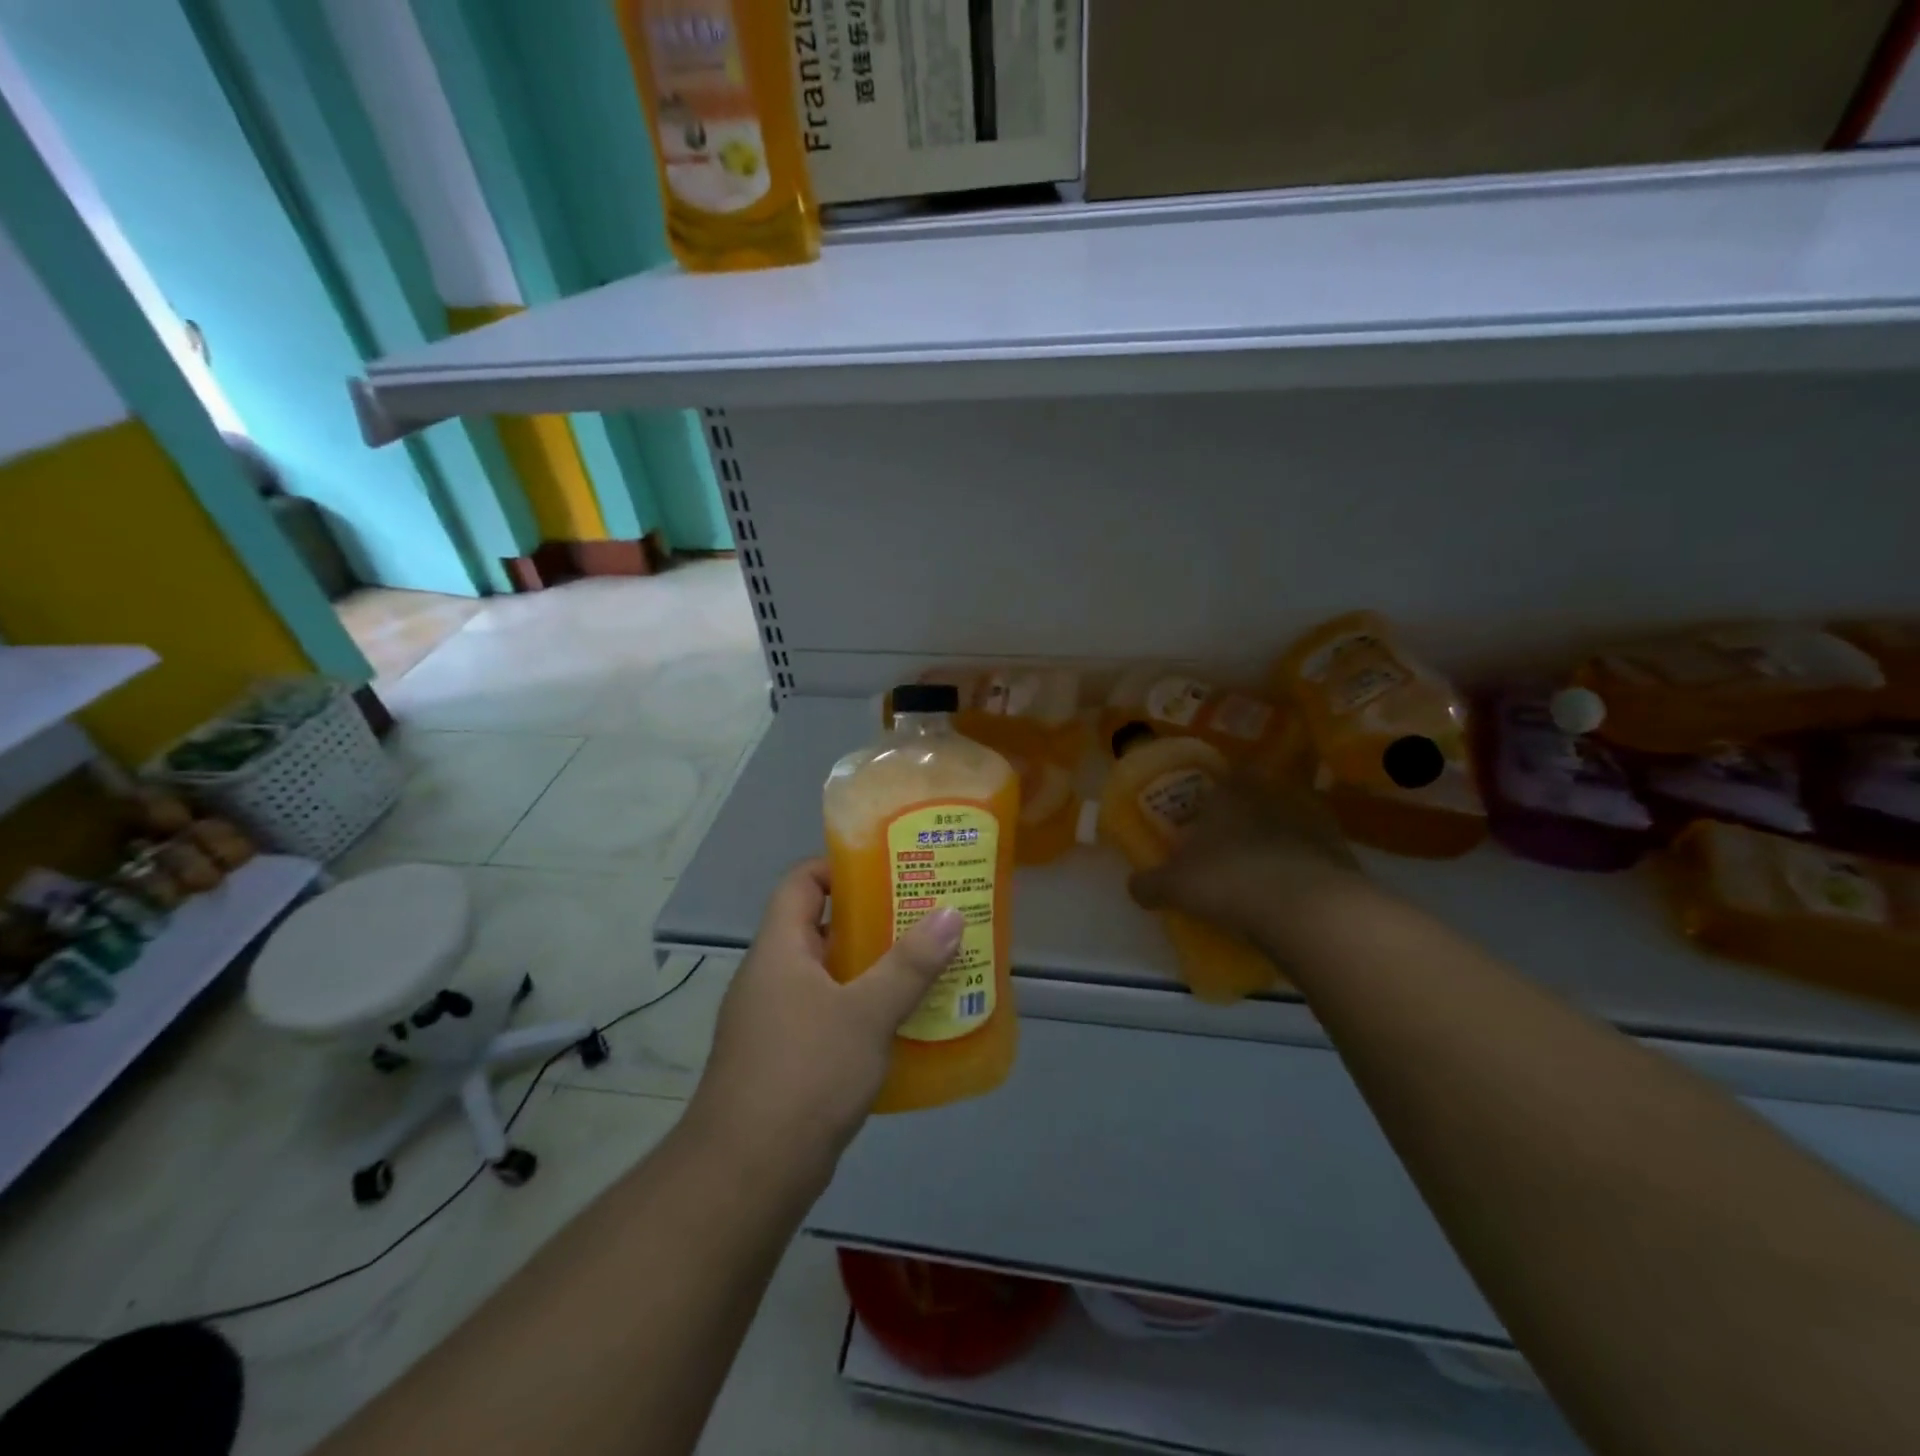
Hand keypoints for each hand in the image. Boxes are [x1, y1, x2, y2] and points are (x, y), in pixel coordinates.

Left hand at [688, 860, 962, 1187]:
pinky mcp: (787, 1057)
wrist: (747, 1174)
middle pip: (823, 925)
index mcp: (780, 948)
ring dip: (875, 967)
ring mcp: (776, 1018)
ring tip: (928, 962)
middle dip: (874, 918)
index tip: (891, 869)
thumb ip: (910, 964)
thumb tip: (951, 913)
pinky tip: (905, 1021)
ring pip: (831, 974)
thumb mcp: (866, 1013)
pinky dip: (865, 1008)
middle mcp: (773, 974)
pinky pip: (830, 1013)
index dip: (841, 866)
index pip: (802, 881)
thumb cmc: (805, 1073)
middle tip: (926, 914)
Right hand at [1128, 774, 1373, 946]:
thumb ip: (1149, 884)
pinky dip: (1305, 867)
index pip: (1222, 778)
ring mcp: (1313, 821)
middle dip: (1246, 818)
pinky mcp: (1342, 851)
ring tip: (1263, 873)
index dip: (1213, 796)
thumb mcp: (1173, 886)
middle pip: (1257, 798)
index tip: (1204, 817)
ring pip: (1290, 823)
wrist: (1307, 910)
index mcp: (1229, 793)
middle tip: (1231, 847)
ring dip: (1278, 841)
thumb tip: (1134, 886)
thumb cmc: (1228, 881)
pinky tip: (1292, 893)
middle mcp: (1272, 795)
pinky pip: (1316, 854)